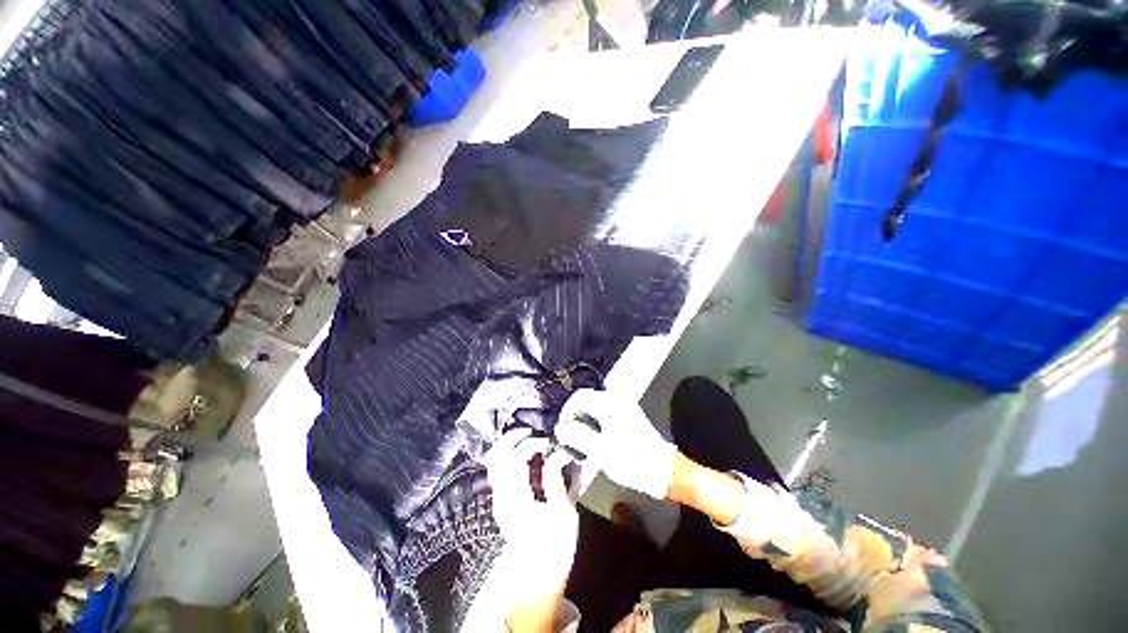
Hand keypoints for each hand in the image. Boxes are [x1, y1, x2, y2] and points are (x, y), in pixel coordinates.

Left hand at [484, 428, 577, 628]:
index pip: (515, 459)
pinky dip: (506, 454)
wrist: (536, 579)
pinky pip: (497, 468)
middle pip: (496, 456)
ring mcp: (497, 498)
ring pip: (492, 461)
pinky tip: (522, 453)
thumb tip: (558, 452)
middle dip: (513, 437)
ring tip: (527, 438)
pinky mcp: (500, 499)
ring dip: (508, 444)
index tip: (550, 442)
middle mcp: (501, 495)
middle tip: (532, 431)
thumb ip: (556, 479)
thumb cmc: (555, 547)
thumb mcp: (564, 513)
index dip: (532, 444)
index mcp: (516, 499)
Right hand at [556, 389, 676, 499]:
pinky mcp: (628, 416)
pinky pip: (604, 412)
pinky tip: (593, 438)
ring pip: (595, 406)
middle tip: (567, 435)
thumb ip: (577, 436)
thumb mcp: (600, 450)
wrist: (662, 470)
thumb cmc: (631, 460)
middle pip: (587, 399)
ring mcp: (624, 407)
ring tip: (578, 438)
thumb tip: (560, 428)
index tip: (561, 430)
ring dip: (583, 419)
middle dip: (574, 415)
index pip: (579, 397)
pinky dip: (594, 421)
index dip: (566, 412)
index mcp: (608, 403)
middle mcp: (616, 400)